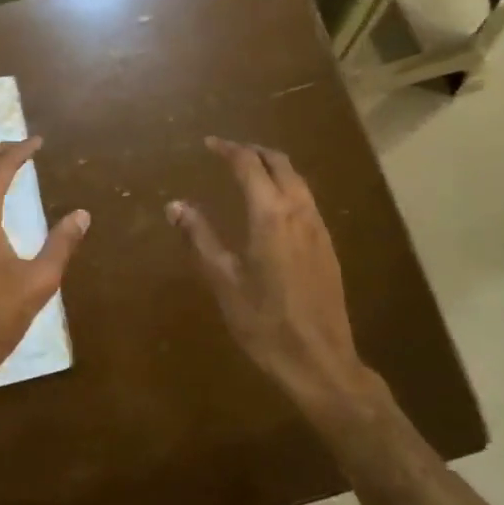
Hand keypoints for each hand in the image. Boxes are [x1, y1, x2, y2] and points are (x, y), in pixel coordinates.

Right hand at [168, 138, 370, 413]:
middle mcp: (298, 210)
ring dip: (273, 166)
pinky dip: (286, 185)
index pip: (248, 164)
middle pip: (279, 162)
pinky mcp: (327, 244)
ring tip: (249, 172)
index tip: (208, 144)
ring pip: (297, 179)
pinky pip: (306, 198)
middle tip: (228, 152)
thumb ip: (199, 237)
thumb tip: (175, 205)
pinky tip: (272, 206)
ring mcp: (318, 227)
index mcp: (270, 214)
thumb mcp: (223, 281)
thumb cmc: (265, 323)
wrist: (321, 360)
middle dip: (253, 151)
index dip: (228, 149)